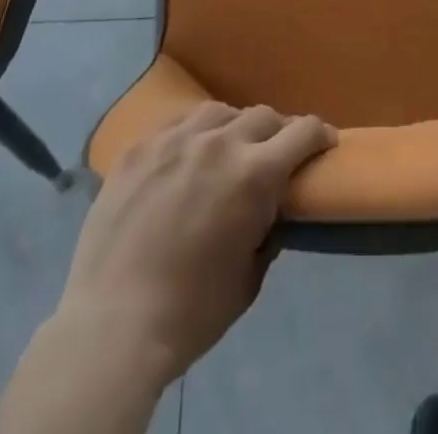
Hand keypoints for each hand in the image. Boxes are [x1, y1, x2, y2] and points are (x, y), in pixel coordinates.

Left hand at [52, 102, 336, 388]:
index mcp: (254, 174)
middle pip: (263, 116)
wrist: (112, 326)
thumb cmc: (191, 313)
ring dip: (234, 127)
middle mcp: (219, 142)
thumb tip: (268, 212)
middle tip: (276, 154)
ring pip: (219, 111)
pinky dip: (193, 133)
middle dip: (278, 132)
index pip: (302, 131)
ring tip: (229, 148)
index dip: (319, 134)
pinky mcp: (139, 147)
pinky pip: (176, 123)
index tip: (324, 142)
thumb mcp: (248, 279)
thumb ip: (267, 233)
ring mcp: (174, 139)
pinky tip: (187, 154)